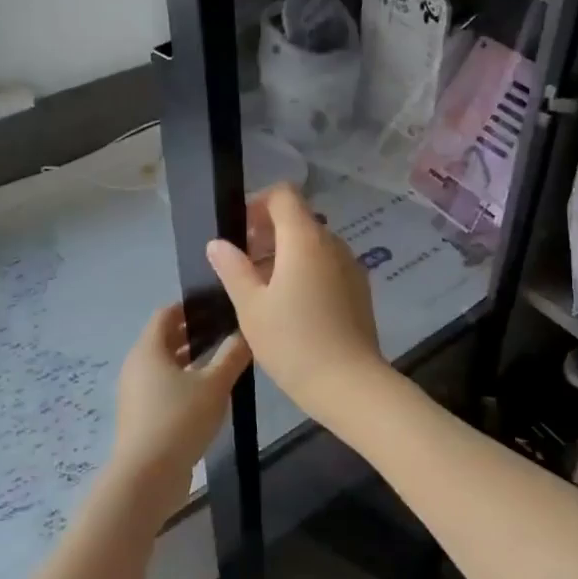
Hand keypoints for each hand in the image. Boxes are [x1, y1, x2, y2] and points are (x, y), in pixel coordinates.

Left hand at [111, 304, 250, 504]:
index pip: (166, 314)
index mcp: (149, 350)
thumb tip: (245, 332)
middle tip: (227, 333)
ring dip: (191, 361)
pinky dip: (185, 383)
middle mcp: (137, 366)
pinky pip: (164, 389)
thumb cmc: (179, 420)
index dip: (191, 307)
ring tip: (224, 363)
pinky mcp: (142, 417)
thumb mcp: (214, 385)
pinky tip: (210, 395)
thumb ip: (232, 356)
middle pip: (165, 339)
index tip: (219, 307)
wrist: (147, 476)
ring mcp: (137, 394)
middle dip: (194, 334)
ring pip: (166, 366)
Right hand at [205, 185, 389, 423]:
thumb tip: (218, 243)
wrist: (349, 384)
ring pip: (313, 245)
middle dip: (267, 233)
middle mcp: (333, 244)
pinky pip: (328, 266)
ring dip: (286, 255)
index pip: (283, 195)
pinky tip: (291, 307)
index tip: (238, 232)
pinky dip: (306, 271)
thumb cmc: (293, 342)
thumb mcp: (251, 306)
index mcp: (305, 239)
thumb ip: (233, 268)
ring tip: (262, 290)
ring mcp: (351, 266)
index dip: (257, 204)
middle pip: (299, 220)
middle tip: (242, 265)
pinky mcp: (359, 290)